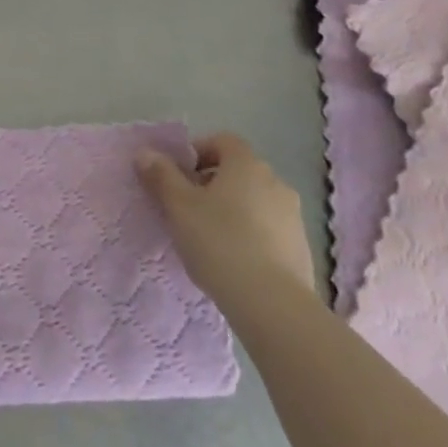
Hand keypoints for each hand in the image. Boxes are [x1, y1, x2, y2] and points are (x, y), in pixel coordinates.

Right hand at [136, 132, 315, 304]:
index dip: (198, 153)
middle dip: (212, 184)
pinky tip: (235, 262)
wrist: (273, 305)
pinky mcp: (301, 248)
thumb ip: (161, 176)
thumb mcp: (179, 207)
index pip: (222, 141)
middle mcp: (275, 181)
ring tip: (210, 239)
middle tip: (188, 209)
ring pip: (255, 201)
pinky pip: (269, 229)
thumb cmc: (219, 243)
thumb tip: (146, 153)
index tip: (179, 177)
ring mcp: (293, 216)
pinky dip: (251, 235)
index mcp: (246, 164)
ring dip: (233, 210)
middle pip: (238, 171)